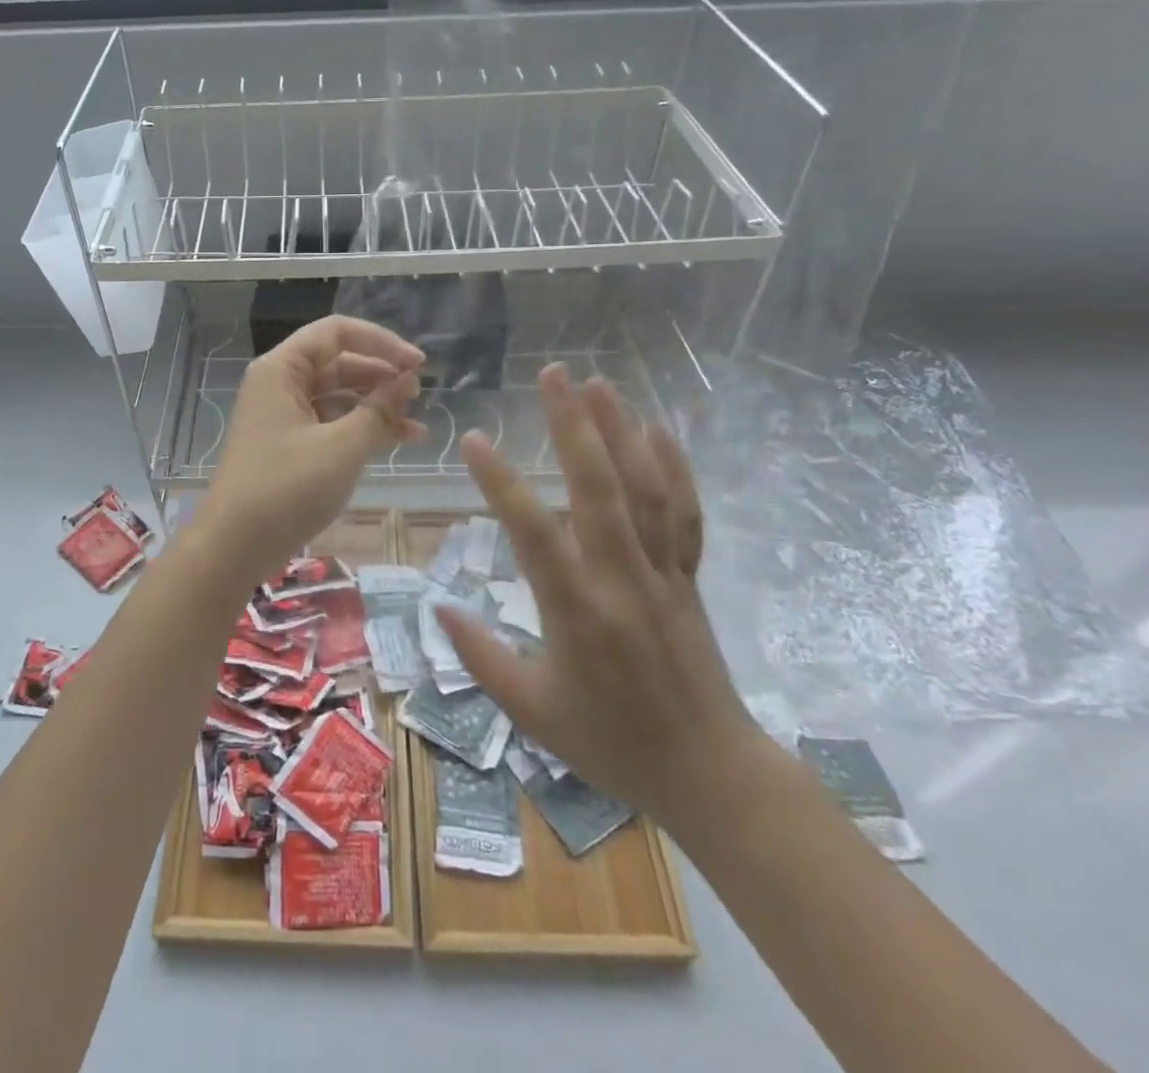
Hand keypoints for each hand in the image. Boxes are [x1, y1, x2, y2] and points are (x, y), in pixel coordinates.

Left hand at [189, 316, 423, 586]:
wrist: (235, 547)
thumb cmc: (287, 488)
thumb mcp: (342, 446)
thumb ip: (380, 409)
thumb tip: (409, 379)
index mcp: (282, 370)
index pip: (336, 332)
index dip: (382, 342)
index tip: (418, 364)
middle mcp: (280, 384)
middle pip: (339, 362)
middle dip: (382, 376)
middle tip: (420, 396)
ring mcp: (283, 415)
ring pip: (338, 395)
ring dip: (377, 406)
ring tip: (416, 427)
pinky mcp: (289, 444)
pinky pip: (331, 422)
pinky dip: (361, 429)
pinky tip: (397, 443)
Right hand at [439, 364, 764, 827]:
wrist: (709, 773)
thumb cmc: (611, 744)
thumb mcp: (532, 712)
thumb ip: (481, 657)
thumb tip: (439, 608)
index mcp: (576, 611)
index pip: (533, 533)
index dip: (502, 484)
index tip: (475, 440)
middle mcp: (620, 579)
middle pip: (597, 489)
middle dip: (573, 426)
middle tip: (554, 375)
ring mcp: (661, 573)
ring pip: (644, 490)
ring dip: (621, 431)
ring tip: (599, 384)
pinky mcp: (687, 577)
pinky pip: (685, 516)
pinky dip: (675, 469)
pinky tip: (660, 430)